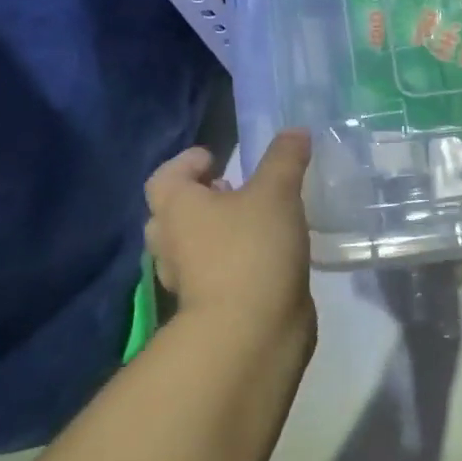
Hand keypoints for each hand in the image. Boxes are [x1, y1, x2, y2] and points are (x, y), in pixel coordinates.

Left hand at [144, 131, 314, 349]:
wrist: (250, 329)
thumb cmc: (253, 248)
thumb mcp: (276, 192)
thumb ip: (285, 159)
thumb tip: (295, 131)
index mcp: (177, 208)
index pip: (167, 176)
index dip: (188, 162)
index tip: (217, 157)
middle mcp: (172, 241)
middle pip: (172, 212)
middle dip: (200, 198)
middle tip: (233, 189)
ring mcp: (188, 278)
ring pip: (192, 245)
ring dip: (215, 231)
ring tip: (254, 220)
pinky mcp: (211, 303)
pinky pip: (214, 271)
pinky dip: (232, 259)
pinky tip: (266, 254)